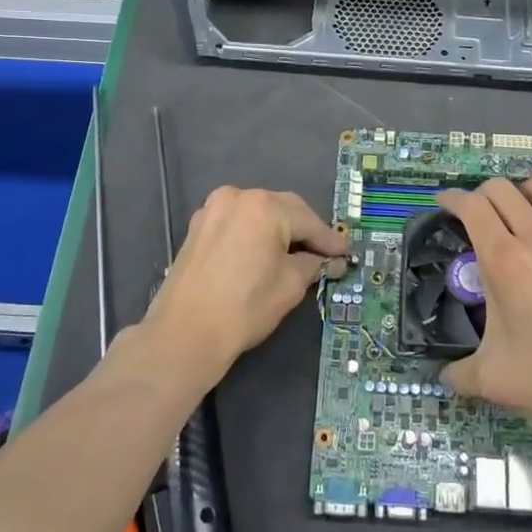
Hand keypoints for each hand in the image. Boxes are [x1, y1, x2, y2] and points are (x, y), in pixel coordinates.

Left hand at [144, 186, 348, 380]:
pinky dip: (254, 233)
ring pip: (259, 213)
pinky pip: (237, 222)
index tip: (346, 253)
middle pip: (283, 209)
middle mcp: (238, 197)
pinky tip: (265, 253)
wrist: (184, 334)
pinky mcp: (198, 227)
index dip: (330, 240)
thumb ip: (313, 265)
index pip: (308, 221)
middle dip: (305, 231)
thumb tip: (331, 261)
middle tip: (325, 254)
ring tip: (297, 253)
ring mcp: (213, 209)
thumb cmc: (245, 307)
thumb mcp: (290, 285)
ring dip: (279, 230)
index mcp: (265, 206)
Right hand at [437, 175, 531, 439]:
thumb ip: (460, 374)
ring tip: (518, 216)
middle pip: (502, 188)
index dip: (452, 198)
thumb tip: (445, 377)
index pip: (471, 206)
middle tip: (476, 214)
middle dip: (481, 193)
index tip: (443, 202)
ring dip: (523, 193)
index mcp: (505, 260)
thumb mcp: (495, 382)